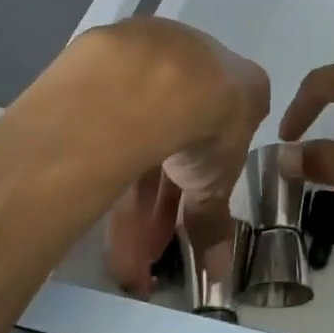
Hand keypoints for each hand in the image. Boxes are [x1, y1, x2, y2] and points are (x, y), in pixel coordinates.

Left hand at [91, 20, 269, 296]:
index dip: (205, 186)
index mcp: (241, 87)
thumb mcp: (216, 180)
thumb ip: (213, 220)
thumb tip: (220, 273)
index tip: (188, 221)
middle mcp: (201, 65)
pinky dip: (106, 165)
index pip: (224, 141)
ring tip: (118, 250)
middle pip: (179, 142)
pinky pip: (112, 122)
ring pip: (142, 136)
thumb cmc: (210, 121)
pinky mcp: (114, 59)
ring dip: (133, 198)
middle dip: (164, 203)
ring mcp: (156, 60)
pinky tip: (92, 202)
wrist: (160, 76)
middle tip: (149, 249)